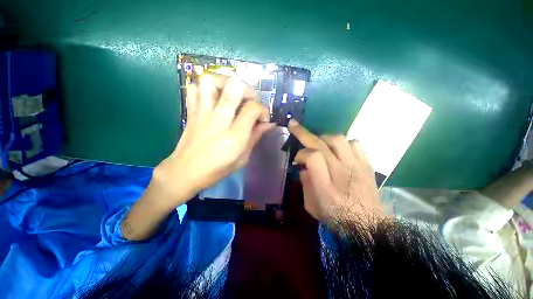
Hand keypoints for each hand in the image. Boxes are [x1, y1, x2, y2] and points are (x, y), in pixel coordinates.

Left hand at [152, 74, 274, 208]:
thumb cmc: (218, 169)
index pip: (253, 108)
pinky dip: (205, 87)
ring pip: (211, 81)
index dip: (263, 110)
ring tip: (232, 92)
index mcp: (235, 136)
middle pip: (234, 87)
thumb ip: (256, 137)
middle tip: (250, 99)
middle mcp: (219, 120)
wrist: (185, 172)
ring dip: (226, 81)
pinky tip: (214, 97)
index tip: (263, 119)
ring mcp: (202, 113)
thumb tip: (269, 124)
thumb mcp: (243, 158)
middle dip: (248, 89)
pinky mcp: (191, 112)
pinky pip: (194, 88)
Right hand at [288, 120, 382, 224]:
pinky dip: (343, 143)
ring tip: (320, 144)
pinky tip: (339, 150)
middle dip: (303, 133)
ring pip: (338, 139)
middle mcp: (341, 172)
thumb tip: (304, 166)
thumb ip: (305, 183)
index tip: (297, 160)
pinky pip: (355, 143)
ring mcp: (356, 166)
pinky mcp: (367, 165)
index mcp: (325, 186)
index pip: (312, 157)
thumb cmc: (336, 217)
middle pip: (321, 144)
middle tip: (294, 126)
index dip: (301, 154)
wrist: (369, 226)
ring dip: (324, 138)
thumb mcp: (311, 206)